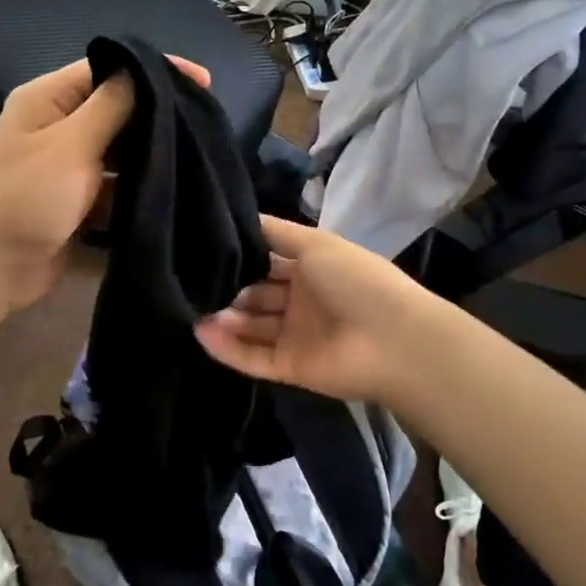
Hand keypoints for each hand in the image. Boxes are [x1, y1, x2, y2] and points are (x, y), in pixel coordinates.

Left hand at [0, 56, 209, 310]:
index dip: (154, 70)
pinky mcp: (78, 196)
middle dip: (157, 114)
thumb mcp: (71, 145)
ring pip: (120, 146)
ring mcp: (67, 162)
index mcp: (49, 98)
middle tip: (205, 120)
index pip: (108, 68)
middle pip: (117, 107)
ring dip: (151, 152)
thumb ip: (112, 106)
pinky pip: (116, 180)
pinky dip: (138, 183)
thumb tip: (148, 72)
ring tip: (197, 153)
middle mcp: (58, 123)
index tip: (201, 81)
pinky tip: (173, 186)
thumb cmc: (27, 198)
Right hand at [194, 216, 450, 405]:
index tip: (205, 246)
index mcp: (312, 268)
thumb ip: (277, 233)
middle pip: (256, 294)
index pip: (269, 260)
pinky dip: (228, 348)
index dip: (242, 255)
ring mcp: (296, 336)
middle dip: (228, 287)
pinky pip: (253, 358)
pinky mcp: (290, 367)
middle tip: (192, 280)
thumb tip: (243, 218)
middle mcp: (302, 300)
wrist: (395, 341)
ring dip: (224, 318)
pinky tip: (201, 333)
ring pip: (251, 326)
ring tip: (190, 307)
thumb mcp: (316, 244)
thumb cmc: (356, 281)